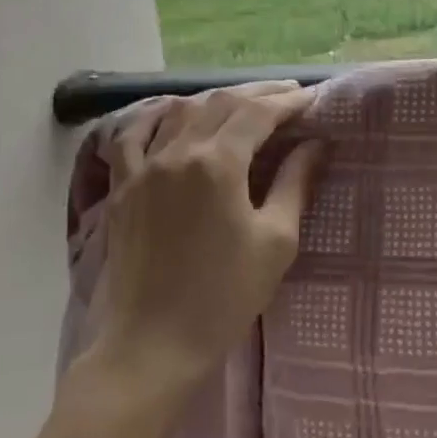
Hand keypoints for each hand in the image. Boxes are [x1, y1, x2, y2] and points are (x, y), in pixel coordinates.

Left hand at [79, 82, 325, 401]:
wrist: (154, 344)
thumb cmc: (225, 296)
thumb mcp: (276, 241)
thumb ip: (295, 184)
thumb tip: (315, 145)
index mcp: (217, 164)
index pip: (257, 113)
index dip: (287, 101)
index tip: (312, 98)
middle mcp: (176, 153)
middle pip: (220, 103)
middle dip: (257, 93)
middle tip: (287, 94)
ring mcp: (142, 169)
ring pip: (180, 112)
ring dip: (215, 100)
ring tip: (243, 102)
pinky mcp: (122, 189)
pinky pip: (132, 137)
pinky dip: (154, 117)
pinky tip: (170, 113)